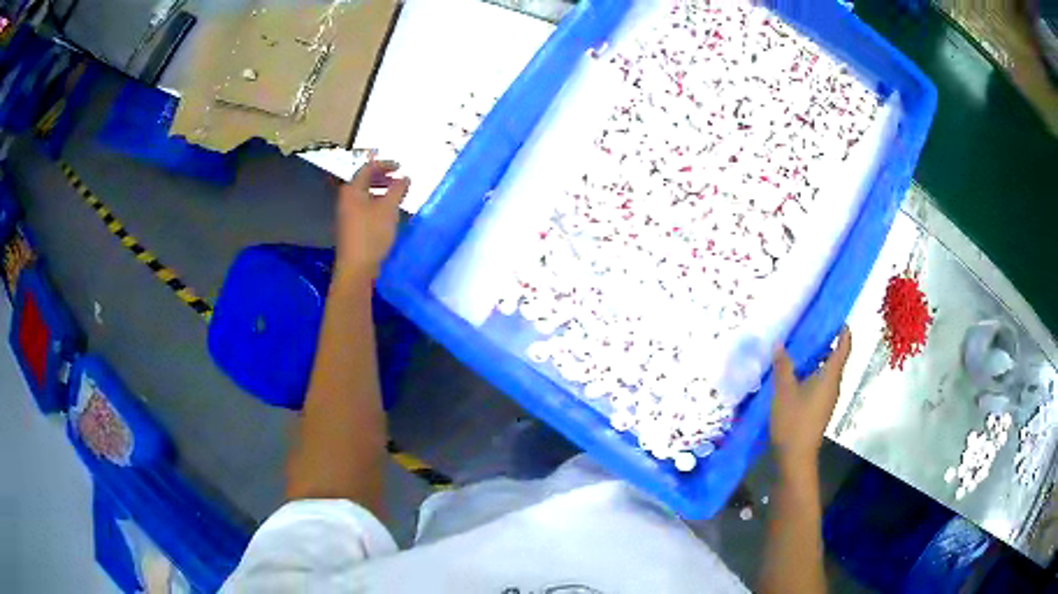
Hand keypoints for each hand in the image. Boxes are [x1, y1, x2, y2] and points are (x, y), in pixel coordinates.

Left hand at [335, 160, 409, 278]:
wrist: (356, 266)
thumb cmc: (372, 233)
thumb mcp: (389, 208)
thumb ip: (398, 189)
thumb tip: (405, 177)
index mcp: (352, 190)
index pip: (367, 168)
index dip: (385, 164)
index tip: (401, 167)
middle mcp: (346, 199)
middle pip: (363, 180)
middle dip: (382, 177)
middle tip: (398, 179)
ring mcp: (346, 214)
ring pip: (364, 194)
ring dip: (380, 190)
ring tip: (395, 195)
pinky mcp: (350, 227)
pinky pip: (363, 206)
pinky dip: (376, 202)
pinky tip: (387, 212)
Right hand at [770, 326, 850, 479]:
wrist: (795, 457)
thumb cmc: (793, 421)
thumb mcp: (784, 390)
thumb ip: (783, 365)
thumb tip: (781, 343)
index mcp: (830, 376)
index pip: (844, 347)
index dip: (843, 331)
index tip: (835, 317)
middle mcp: (833, 385)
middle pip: (834, 357)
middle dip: (824, 342)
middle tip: (807, 328)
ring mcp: (827, 398)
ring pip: (825, 371)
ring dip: (815, 359)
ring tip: (796, 348)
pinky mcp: (819, 409)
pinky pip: (819, 383)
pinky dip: (810, 373)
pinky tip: (793, 374)